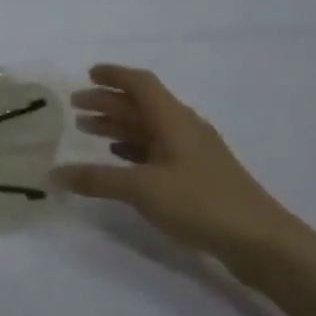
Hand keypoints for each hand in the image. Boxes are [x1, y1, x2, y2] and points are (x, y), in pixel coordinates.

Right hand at [54, 64, 296, 268]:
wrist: (261, 241)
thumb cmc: (200, 203)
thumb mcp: (142, 189)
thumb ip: (97, 179)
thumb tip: (55, 173)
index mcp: (173, 119)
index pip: (140, 83)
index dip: (114, 76)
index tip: (87, 74)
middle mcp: (184, 128)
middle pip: (142, 105)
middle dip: (108, 103)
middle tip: (76, 106)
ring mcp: (194, 152)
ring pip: (149, 128)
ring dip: (119, 125)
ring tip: (88, 131)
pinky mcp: (199, 176)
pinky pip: (158, 150)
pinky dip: (134, 148)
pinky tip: (119, 159)